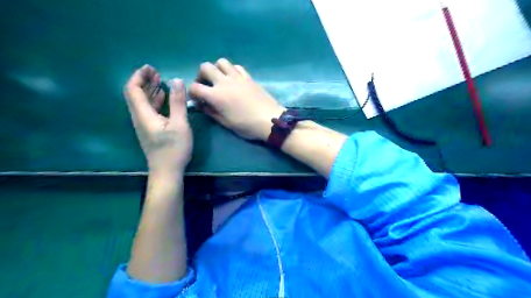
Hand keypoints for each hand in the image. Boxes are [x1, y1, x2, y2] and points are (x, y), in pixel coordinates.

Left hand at [125, 64, 193, 172]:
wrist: (166, 171)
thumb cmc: (174, 149)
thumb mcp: (179, 124)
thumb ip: (177, 102)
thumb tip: (176, 81)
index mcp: (143, 114)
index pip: (133, 89)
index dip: (139, 76)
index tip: (151, 68)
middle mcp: (139, 117)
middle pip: (135, 94)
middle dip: (144, 81)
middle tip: (156, 72)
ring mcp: (143, 125)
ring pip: (142, 102)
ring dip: (149, 90)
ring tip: (160, 81)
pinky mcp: (149, 130)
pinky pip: (148, 110)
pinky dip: (154, 100)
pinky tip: (163, 98)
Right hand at [189, 59, 283, 141]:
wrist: (270, 120)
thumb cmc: (247, 125)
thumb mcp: (226, 123)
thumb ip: (211, 112)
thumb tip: (201, 104)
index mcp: (216, 95)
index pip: (195, 87)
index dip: (192, 93)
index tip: (197, 99)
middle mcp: (224, 82)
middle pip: (205, 67)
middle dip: (201, 75)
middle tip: (206, 86)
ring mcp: (238, 77)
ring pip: (221, 62)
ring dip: (217, 69)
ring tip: (220, 80)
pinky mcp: (249, 77)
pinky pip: (237, 67)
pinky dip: (232, 70)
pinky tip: (234, 80)